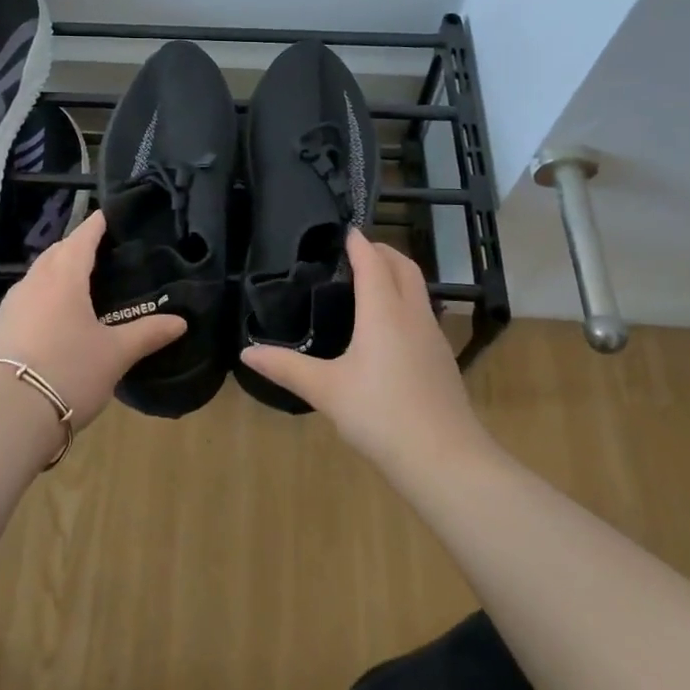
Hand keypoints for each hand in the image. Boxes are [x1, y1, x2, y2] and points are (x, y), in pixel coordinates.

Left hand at [0, 209, 185, 428]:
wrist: (9, 414)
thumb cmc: (70, 371)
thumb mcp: (115, 353)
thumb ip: (147, 333)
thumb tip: (181, 322)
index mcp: (64, 277)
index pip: (82, 238)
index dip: (96, 225)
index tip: (107, 214)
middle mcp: (34, 282)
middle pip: (56, 252)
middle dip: (75, 246)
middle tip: (99, 251)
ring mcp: (12, 304)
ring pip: (37, 274)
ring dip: (56, 269)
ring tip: (79, 282)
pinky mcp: (0, 327)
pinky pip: (26, 297)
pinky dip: (43, 294)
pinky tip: (54, 314)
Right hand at [240, 229, 488, 473]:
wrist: (443, 458)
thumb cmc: (380, 414)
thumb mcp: (326, 390)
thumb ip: (286, 368)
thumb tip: (246, 353)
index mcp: (383, 311)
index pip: (372, 262)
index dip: (359, 243)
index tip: (345, 230)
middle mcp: (412, 314)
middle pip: (404, 266)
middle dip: (383, 251)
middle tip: (357, 250)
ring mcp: (433, 335)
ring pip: (418, 289)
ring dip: (397, 274)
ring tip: (372, 281)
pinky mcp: (442, 358)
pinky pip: (423, 312)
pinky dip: (406, 300)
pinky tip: (390, 327)